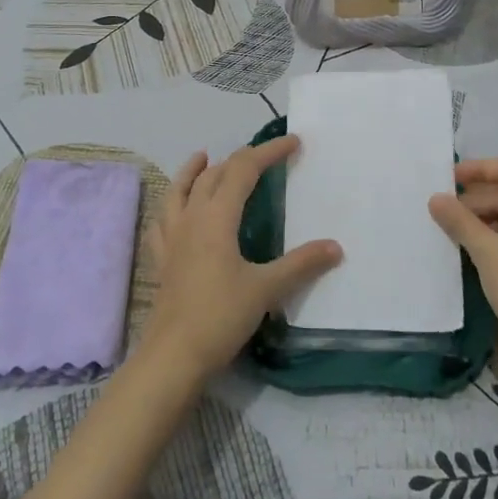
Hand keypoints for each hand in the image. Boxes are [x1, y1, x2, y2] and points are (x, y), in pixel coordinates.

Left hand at [138, 135, 341, 382]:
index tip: (293, 142)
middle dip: (240, 159)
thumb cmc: (220, 316)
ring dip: (194, 171)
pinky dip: (171, 205)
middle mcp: (191, 218)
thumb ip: (301, 264)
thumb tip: (335, 247)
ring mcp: (172, 237)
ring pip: (179, 190)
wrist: (173, 356)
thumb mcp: (266, 289)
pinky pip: (162, 221)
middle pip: (213, 175)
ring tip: (203, 157)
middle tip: (264, 156)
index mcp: (217, 217)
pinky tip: (174, 210)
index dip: (268, 152)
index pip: (243, 170)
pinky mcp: (162, 259)